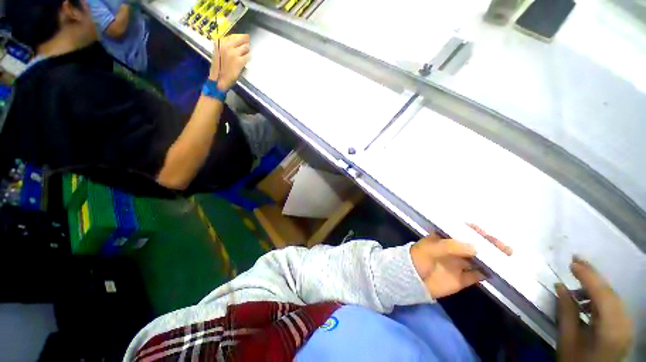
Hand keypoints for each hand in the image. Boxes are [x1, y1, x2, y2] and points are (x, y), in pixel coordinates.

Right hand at [210, 34, 249, 90]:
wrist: (218, 79)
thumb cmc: (219, 67)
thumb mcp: (219, 51)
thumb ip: (227, 45)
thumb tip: (238, 40)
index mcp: (221, 41)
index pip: (235, 35)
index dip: (241, 38)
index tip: (244, 41)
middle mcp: (227, 45)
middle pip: (243, 38)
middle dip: (246, 43)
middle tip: (247, 48)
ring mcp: (233, 53)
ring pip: (246, 47)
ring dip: (247, 51)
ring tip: (243, 56)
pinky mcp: (239, 61)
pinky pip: (248, 56)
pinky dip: (247, 59)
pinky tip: (243, 62)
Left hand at [410, 225, 511, 298]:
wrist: (411, 280)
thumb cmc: (418, 259)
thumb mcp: (431, 249)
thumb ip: (451, 247)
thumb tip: (476, 246)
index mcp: (443, 239)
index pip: (461, 231)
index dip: (475, 231)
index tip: (488, 233)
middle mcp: (453, 249)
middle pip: (474, 245)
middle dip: (489, 245)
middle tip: (505, 247)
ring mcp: (458, 264)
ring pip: (479, 259)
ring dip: (492, 258)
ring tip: (507, 257)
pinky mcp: (462, 279)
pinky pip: (477, 274)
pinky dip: (488, 273)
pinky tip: (500, 272)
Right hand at [557, 257, 632, 361]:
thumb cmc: (576, 361)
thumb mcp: (567, 340)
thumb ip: (566, 312)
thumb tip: (560, 286)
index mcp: (611, 329)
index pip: (602, 295)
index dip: (588, 276)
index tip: (572, 262)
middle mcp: (624, 324)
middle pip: (611, 293)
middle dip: (593, 276)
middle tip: (576, 260)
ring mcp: (627, 325)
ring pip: (613, 297)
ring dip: (596, 286)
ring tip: (578, 278)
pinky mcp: (625, 326)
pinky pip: (614, 305)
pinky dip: (600, 296)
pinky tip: (587, 298)